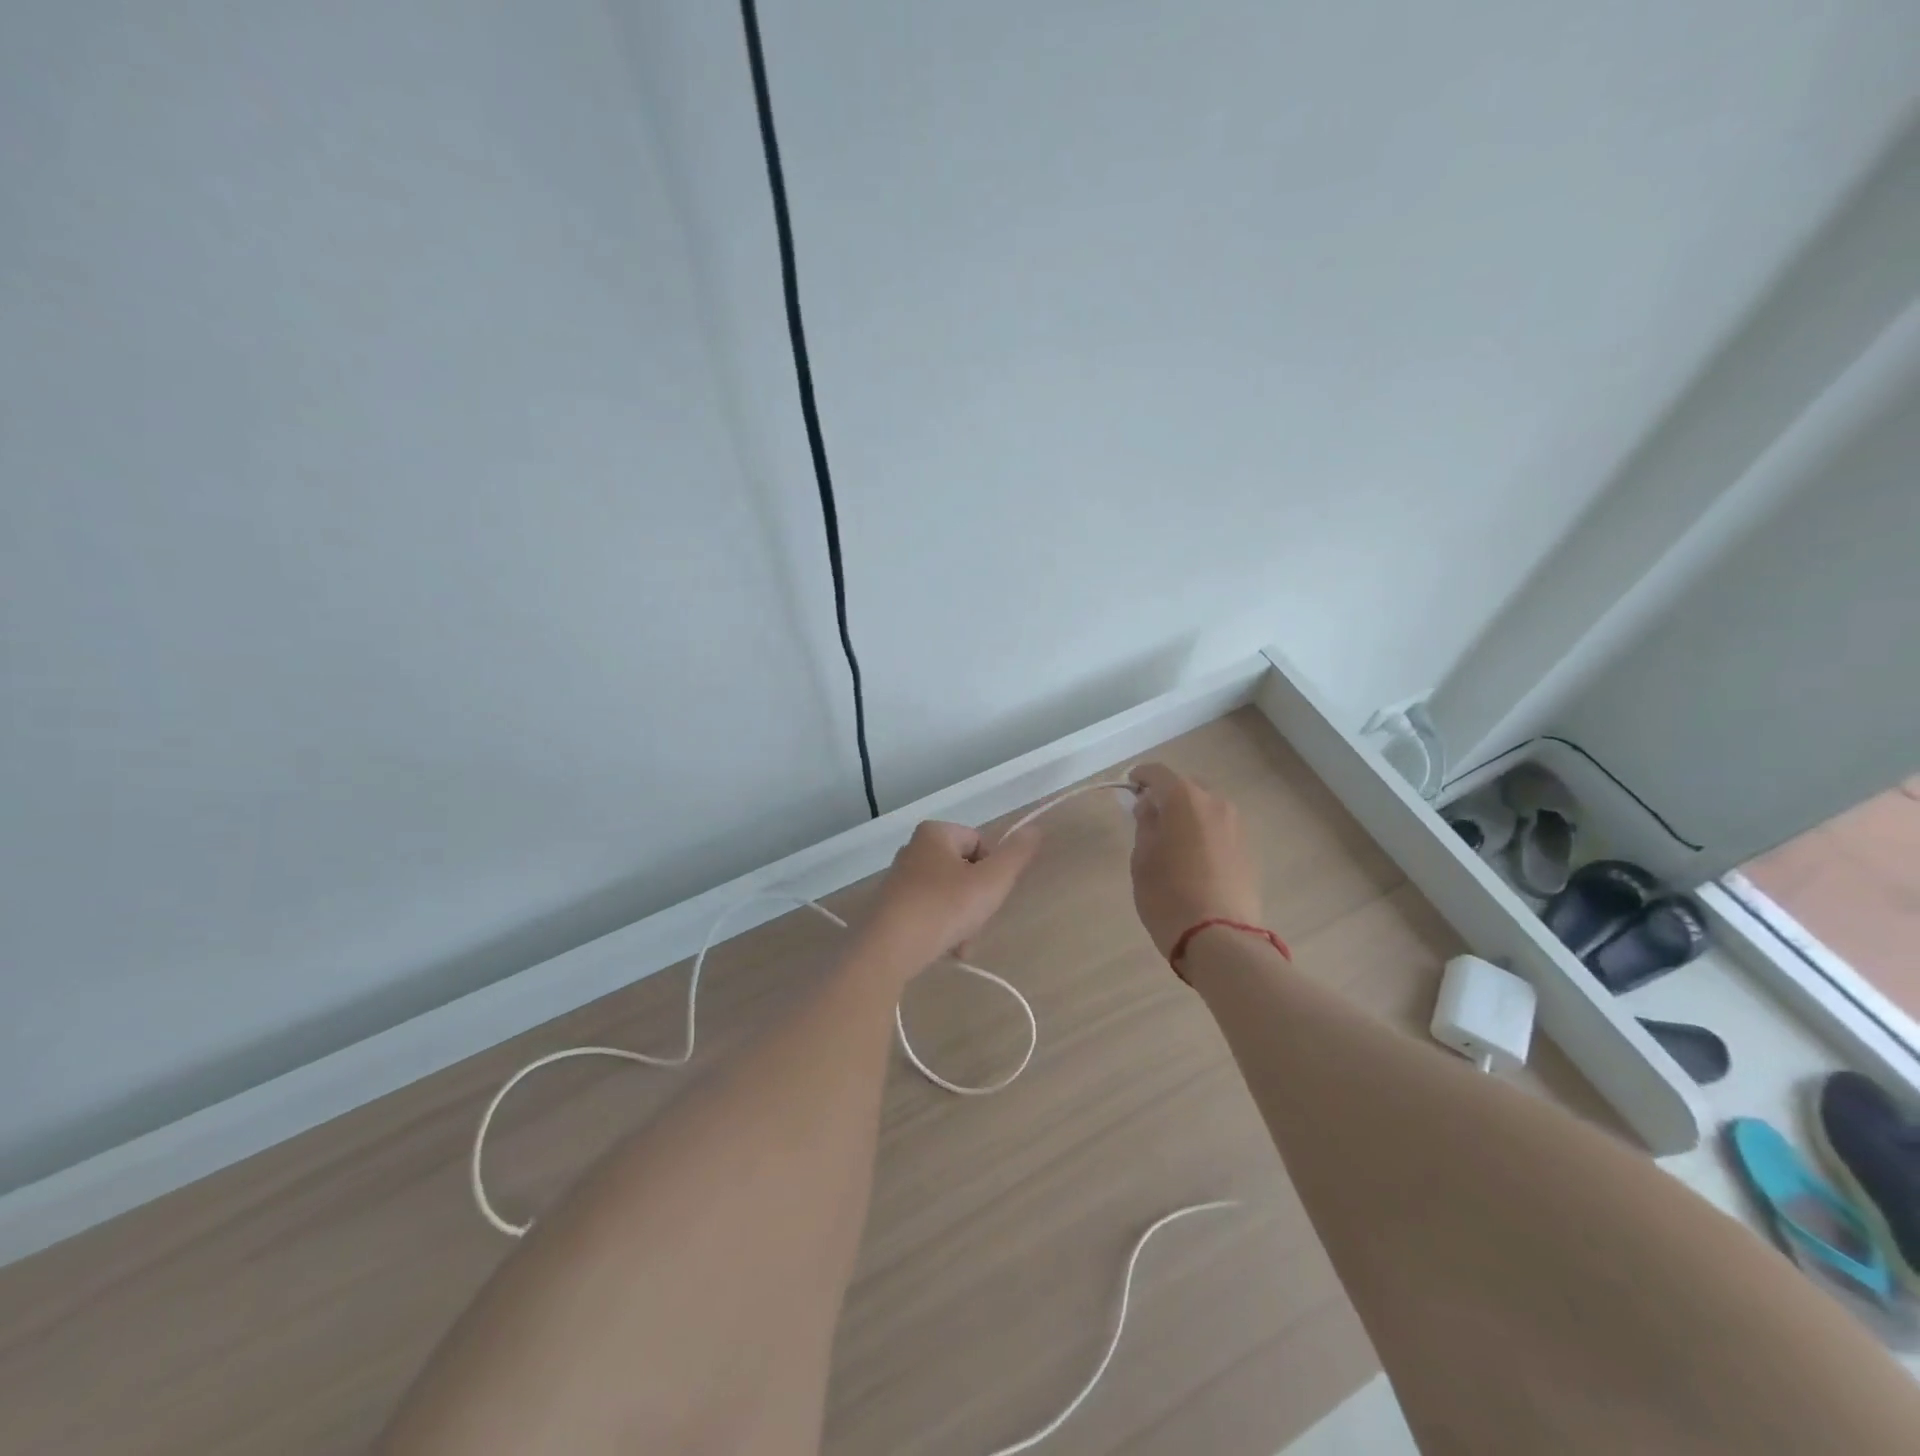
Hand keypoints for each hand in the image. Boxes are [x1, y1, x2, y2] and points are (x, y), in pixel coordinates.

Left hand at [856, 820, 1041, 977]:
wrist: (887, 949)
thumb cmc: (943, 907)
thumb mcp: (992, 881)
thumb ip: (1016, 855)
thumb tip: (1035, 830)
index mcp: (935, 833)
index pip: (981, 843)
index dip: (993, 871)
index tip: (990, 896)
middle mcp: (914, 849)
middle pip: (965, 871)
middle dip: (977, 901)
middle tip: (976, 923)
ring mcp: (900, 879)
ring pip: (949, 896)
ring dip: (962, 920)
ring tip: (961, 945)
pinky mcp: (892, 906)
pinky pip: (930, 912)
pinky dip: (942, 929)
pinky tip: (946, 950)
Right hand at [1127, 763, 1262, 955]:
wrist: (1219, 938)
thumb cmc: (1168, 895)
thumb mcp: (1142, 858)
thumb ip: (1146, 824)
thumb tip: (1151, 807)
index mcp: (1185, 799)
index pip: (1158, 773)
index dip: (1140, 778)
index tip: (1129, 789)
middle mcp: (1216, 803)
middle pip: (1187, 787)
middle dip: (1167, 796)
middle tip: (1149, 819)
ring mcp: (1237, 826)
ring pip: (1207, 808)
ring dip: (1188, 816)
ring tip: (1173, 842)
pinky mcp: (1249, 850)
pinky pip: (1220, 830)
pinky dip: (1204, 834)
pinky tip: (1194, 860)